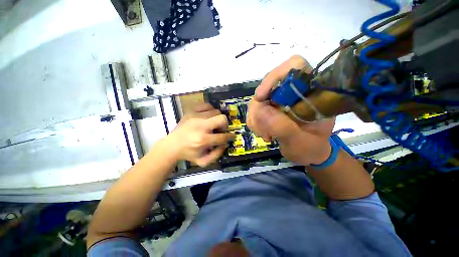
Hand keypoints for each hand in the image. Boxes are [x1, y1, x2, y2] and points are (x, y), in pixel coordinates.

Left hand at [167, 103, 234, 166]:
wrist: (172, 145)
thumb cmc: (189, 153)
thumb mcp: (203, 161)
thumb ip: (217, 154)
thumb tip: (225, 144)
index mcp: (203, 140)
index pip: (223, 136)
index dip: (230, 136)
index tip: (232, 136)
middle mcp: (200, 126)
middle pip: (222, 118)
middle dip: (225, 125)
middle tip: (221, 130)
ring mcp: (195, 116)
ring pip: (216, 111)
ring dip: (217, 118)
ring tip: (213, 124)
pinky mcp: (190, 112)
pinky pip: (206, 105)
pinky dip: (210, 110)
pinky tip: (208, 117)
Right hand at [247, 55, 334, 165]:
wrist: (307, 153)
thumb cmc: (311, 147)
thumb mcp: (301, 141)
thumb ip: (284, 127)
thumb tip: (260, 110)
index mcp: (310, 92)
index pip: (293, 67)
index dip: (275, 76)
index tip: (261, 97)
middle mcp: (292, 92)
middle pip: (267, 86)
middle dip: (260, 109)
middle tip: (265, 130)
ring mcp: (279, 100)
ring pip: (257, 100)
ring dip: (256, 119)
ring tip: (266, 135)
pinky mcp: (269, 108)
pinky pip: (253, 110)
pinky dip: (254, 122)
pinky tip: (263, 133)